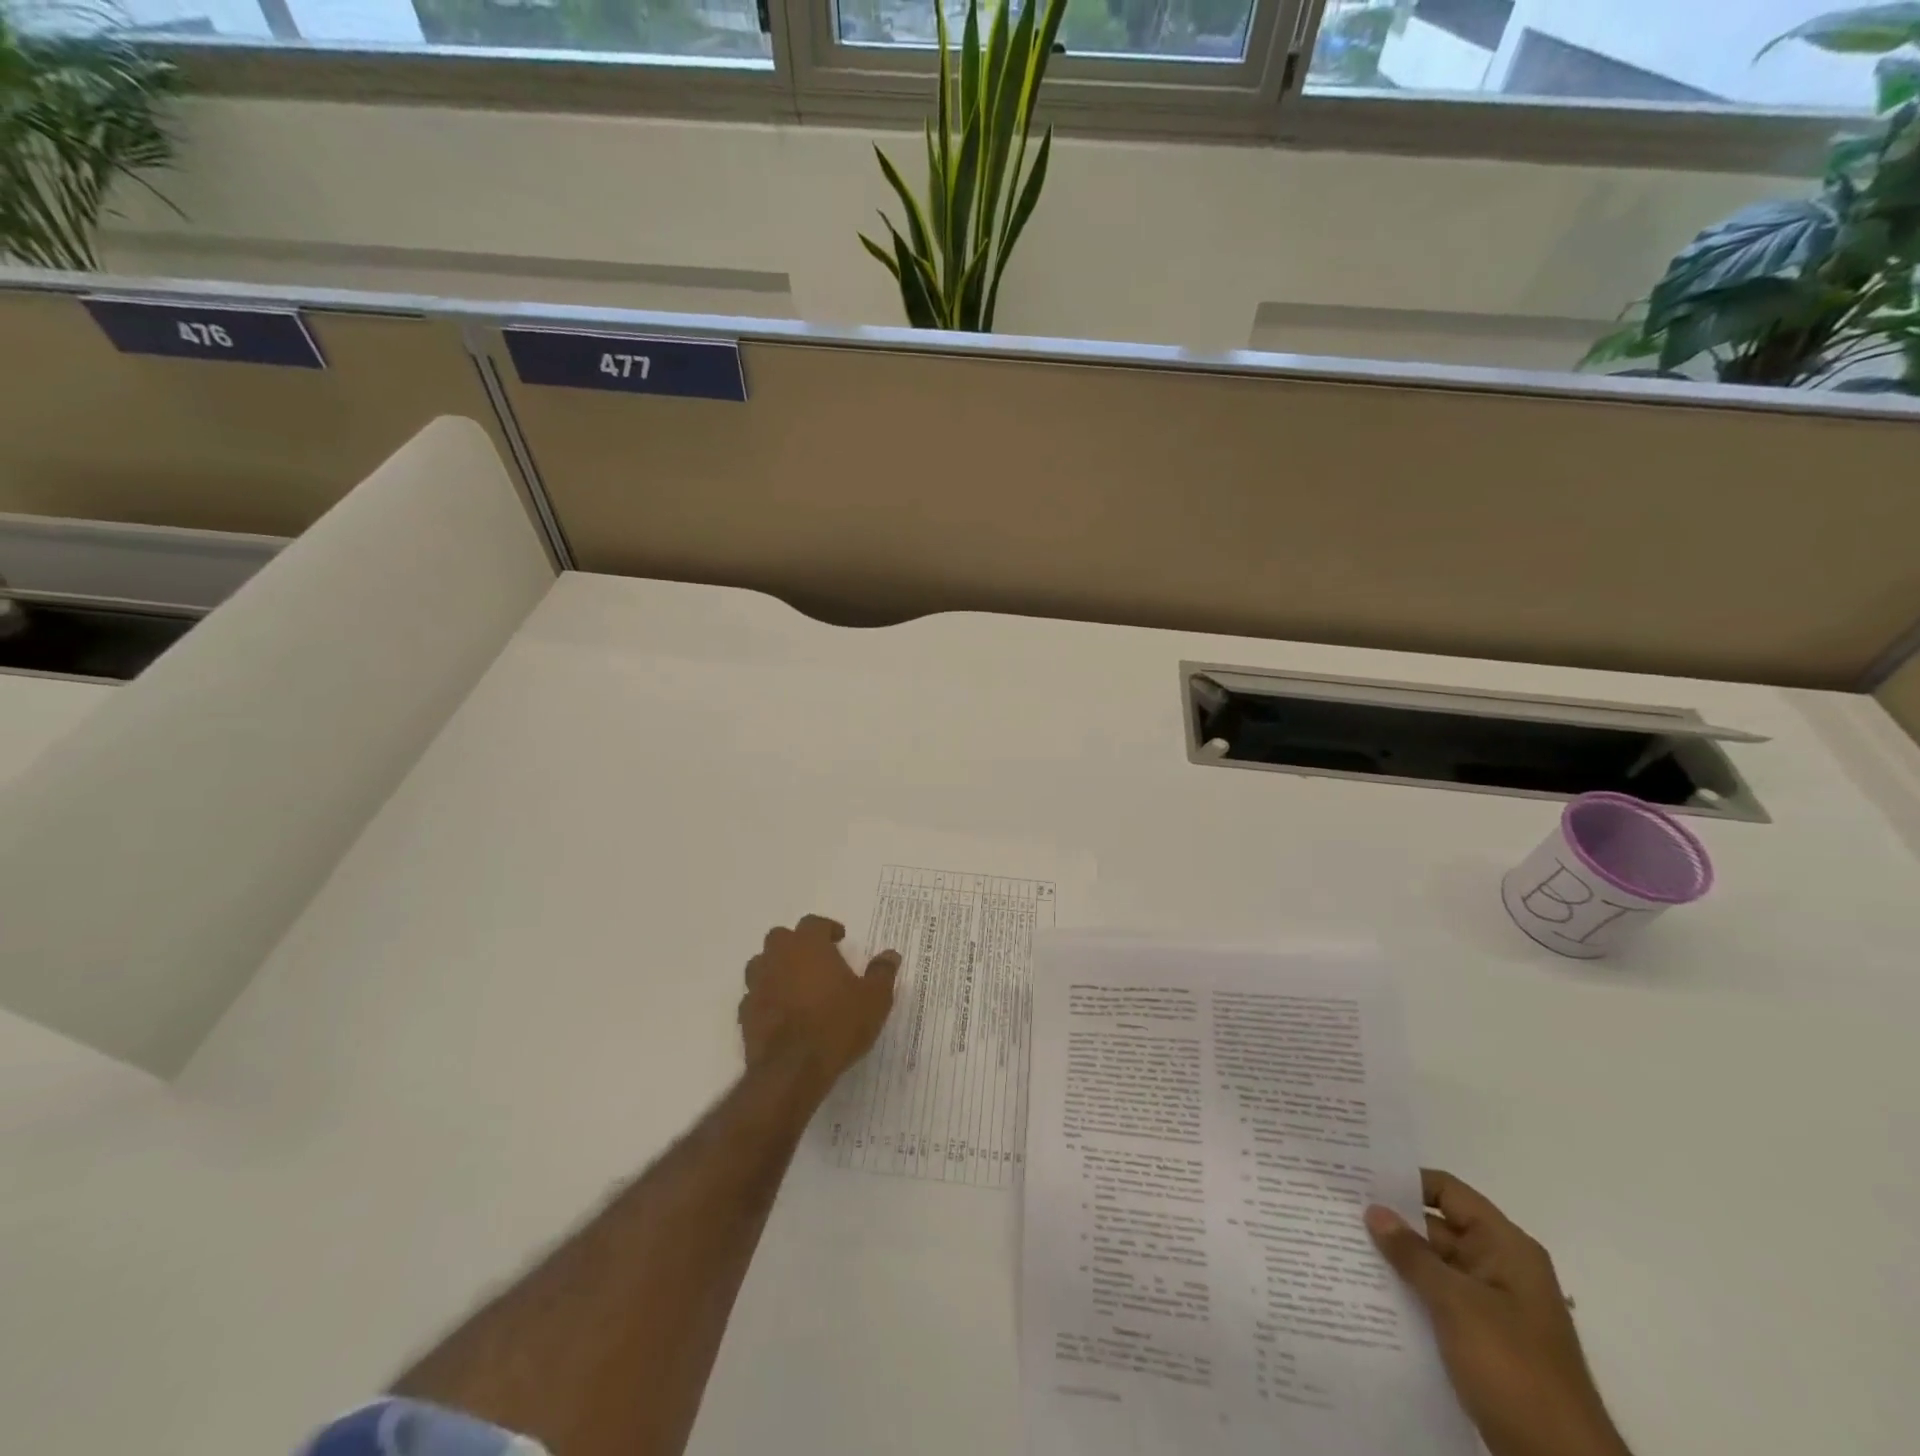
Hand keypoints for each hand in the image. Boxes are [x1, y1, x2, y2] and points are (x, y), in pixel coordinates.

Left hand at [738, 915, 900, 1093]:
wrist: (793, 1069)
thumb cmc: (838, 1024)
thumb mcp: (874, 999)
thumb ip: (882, 973)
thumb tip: (891, 954)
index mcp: (808, 945)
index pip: (813, 923)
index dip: (827, 928)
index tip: (840, 939)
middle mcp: (778, 957)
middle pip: (780, 937)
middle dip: (796, 944)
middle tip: (816, 959)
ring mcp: (758, 985)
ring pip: (761, 964)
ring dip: (776, 968)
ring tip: (795, 984)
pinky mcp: (745, 1013)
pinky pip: (754, 996)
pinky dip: (766, 998)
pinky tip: (781, 1012)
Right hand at [1366, 1171, 1629, 1455]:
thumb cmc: (1513, 1368)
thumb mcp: (1456, 1304)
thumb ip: (1412, 1254)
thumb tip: (1374, 1210)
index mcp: (1505, 1248)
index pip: (1448, 1192)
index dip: (1404, 1181)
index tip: (1356, 1176)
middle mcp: (1499, 1268)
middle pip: (1436, 1227)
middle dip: (1390, 1222)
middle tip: (1335, 1210)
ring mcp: (1491, 1306)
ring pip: (1432, 1267)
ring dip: (1395, 1261)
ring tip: (1340, 1247)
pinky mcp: (1481, 1340)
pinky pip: (1436, 1301)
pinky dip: (1407, 1294)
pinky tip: (1367, 1294)